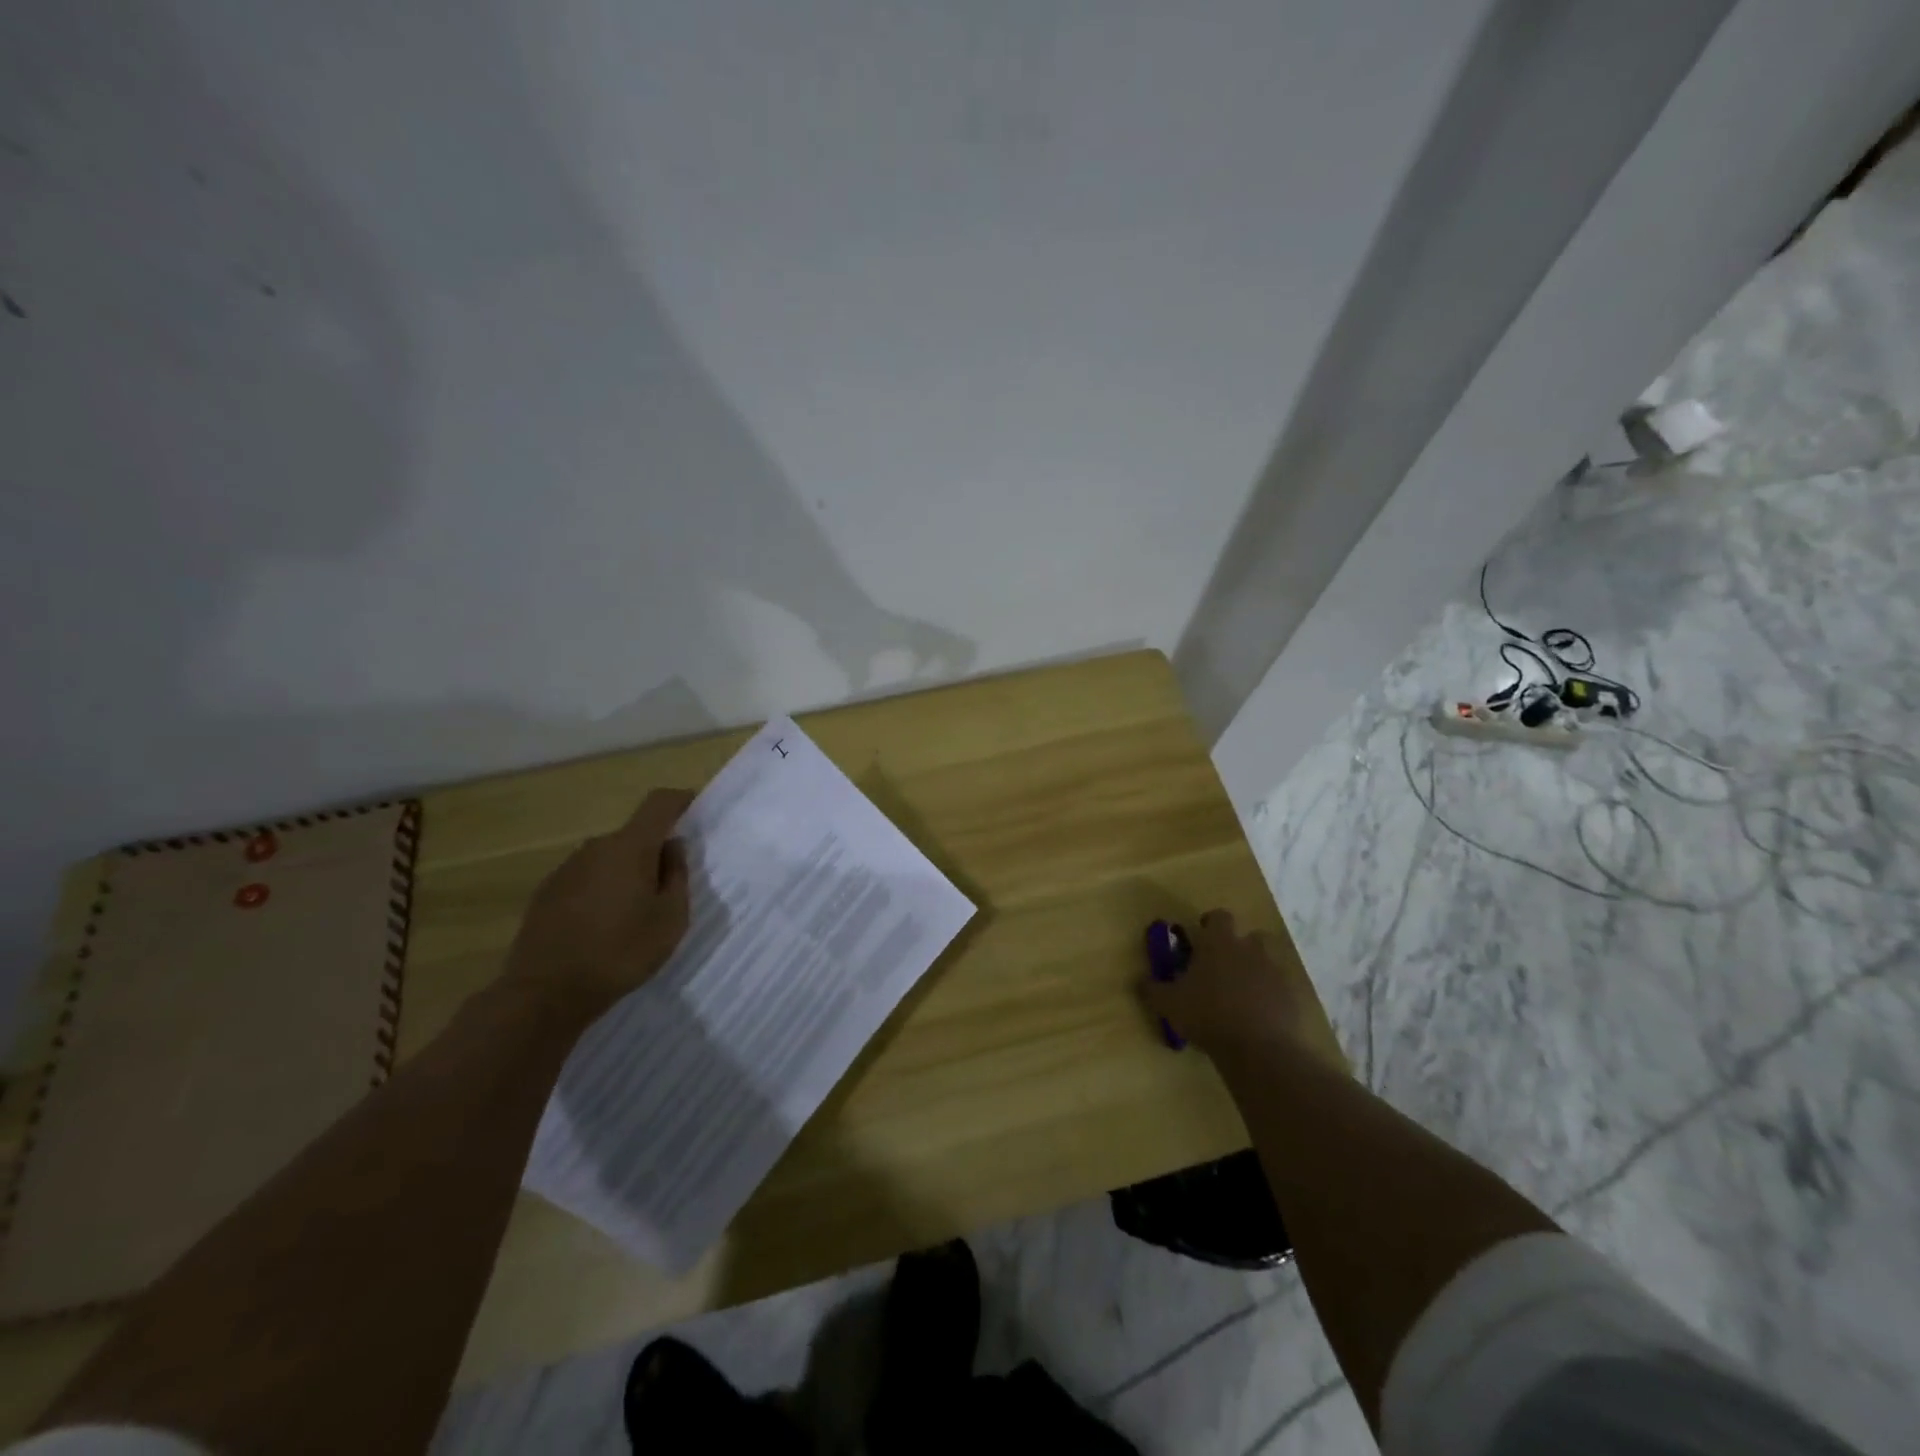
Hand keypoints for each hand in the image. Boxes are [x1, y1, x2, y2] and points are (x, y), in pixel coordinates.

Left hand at [505, 789, 694, 1013]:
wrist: (545, 993)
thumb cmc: (620, 953)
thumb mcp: (670, 920)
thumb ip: (677, 876)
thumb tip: (672, 847)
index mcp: (630, 847)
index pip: (659, 803)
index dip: (680, 800)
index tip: (695, 810)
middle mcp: (596, 847)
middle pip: (633, 834)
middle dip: (654, 850)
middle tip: (670, 885)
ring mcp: (566, 869)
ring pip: (609, 858)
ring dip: (627, 873)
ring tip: (636, 913)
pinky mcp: (546, 893)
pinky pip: (586, 878)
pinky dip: (602, 890)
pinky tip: (604, 927)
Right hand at [1142, 909, 1346, 1070]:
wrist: (1260, 1049)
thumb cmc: (1208, 1015)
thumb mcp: (1168, 1004)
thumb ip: (1152, 989)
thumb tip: (1140, 980)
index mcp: (1219, 943)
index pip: (1218, 917)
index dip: (1210, 924)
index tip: (1200, 939)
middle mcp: (1250, 950)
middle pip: (1248, 936)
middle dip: (1236, 948)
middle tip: (1219, 969)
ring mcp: (1274, 973)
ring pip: (1265, 963)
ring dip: (1253, 972)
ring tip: (1238, 994)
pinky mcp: (1290, 998)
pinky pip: (1277, 990)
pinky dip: (1267, 997)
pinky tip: (1255, 1017)